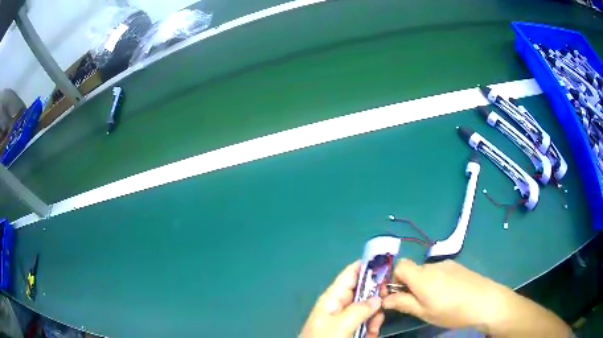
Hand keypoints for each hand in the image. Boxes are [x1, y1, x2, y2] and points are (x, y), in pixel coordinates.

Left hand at [300, 261, 384, 337]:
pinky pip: (366, 322)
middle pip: (363, 291)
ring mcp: (346, 318)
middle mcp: (340, 304)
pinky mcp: (351, 329)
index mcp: (333, 297)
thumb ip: (360, 310)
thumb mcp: (341, 325)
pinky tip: (371, 335)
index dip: (367, 266)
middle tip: (384, 304)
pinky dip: (371, 327)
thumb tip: (377, 298)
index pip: (350, 274)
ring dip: (375, 316)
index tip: (387, 263)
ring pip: (368, 308)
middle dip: (375, 297)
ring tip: (373, 329)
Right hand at [381, 259, 510, 330]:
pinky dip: (437, 281)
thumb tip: (385, 299)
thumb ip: (403, 303)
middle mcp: (433, 266)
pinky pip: (440, 271)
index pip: (400, 265)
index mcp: (422, 277)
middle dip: (410, 284)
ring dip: (424, 284)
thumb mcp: (425, 313)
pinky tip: (449, 294)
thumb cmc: (452, 311)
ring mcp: (447, 264)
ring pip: (427, 272)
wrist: (485, 301)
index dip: (395, 279)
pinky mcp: (457, 266)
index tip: (399, 295)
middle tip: (418, 303)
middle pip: (413, 270)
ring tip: (436, 300)